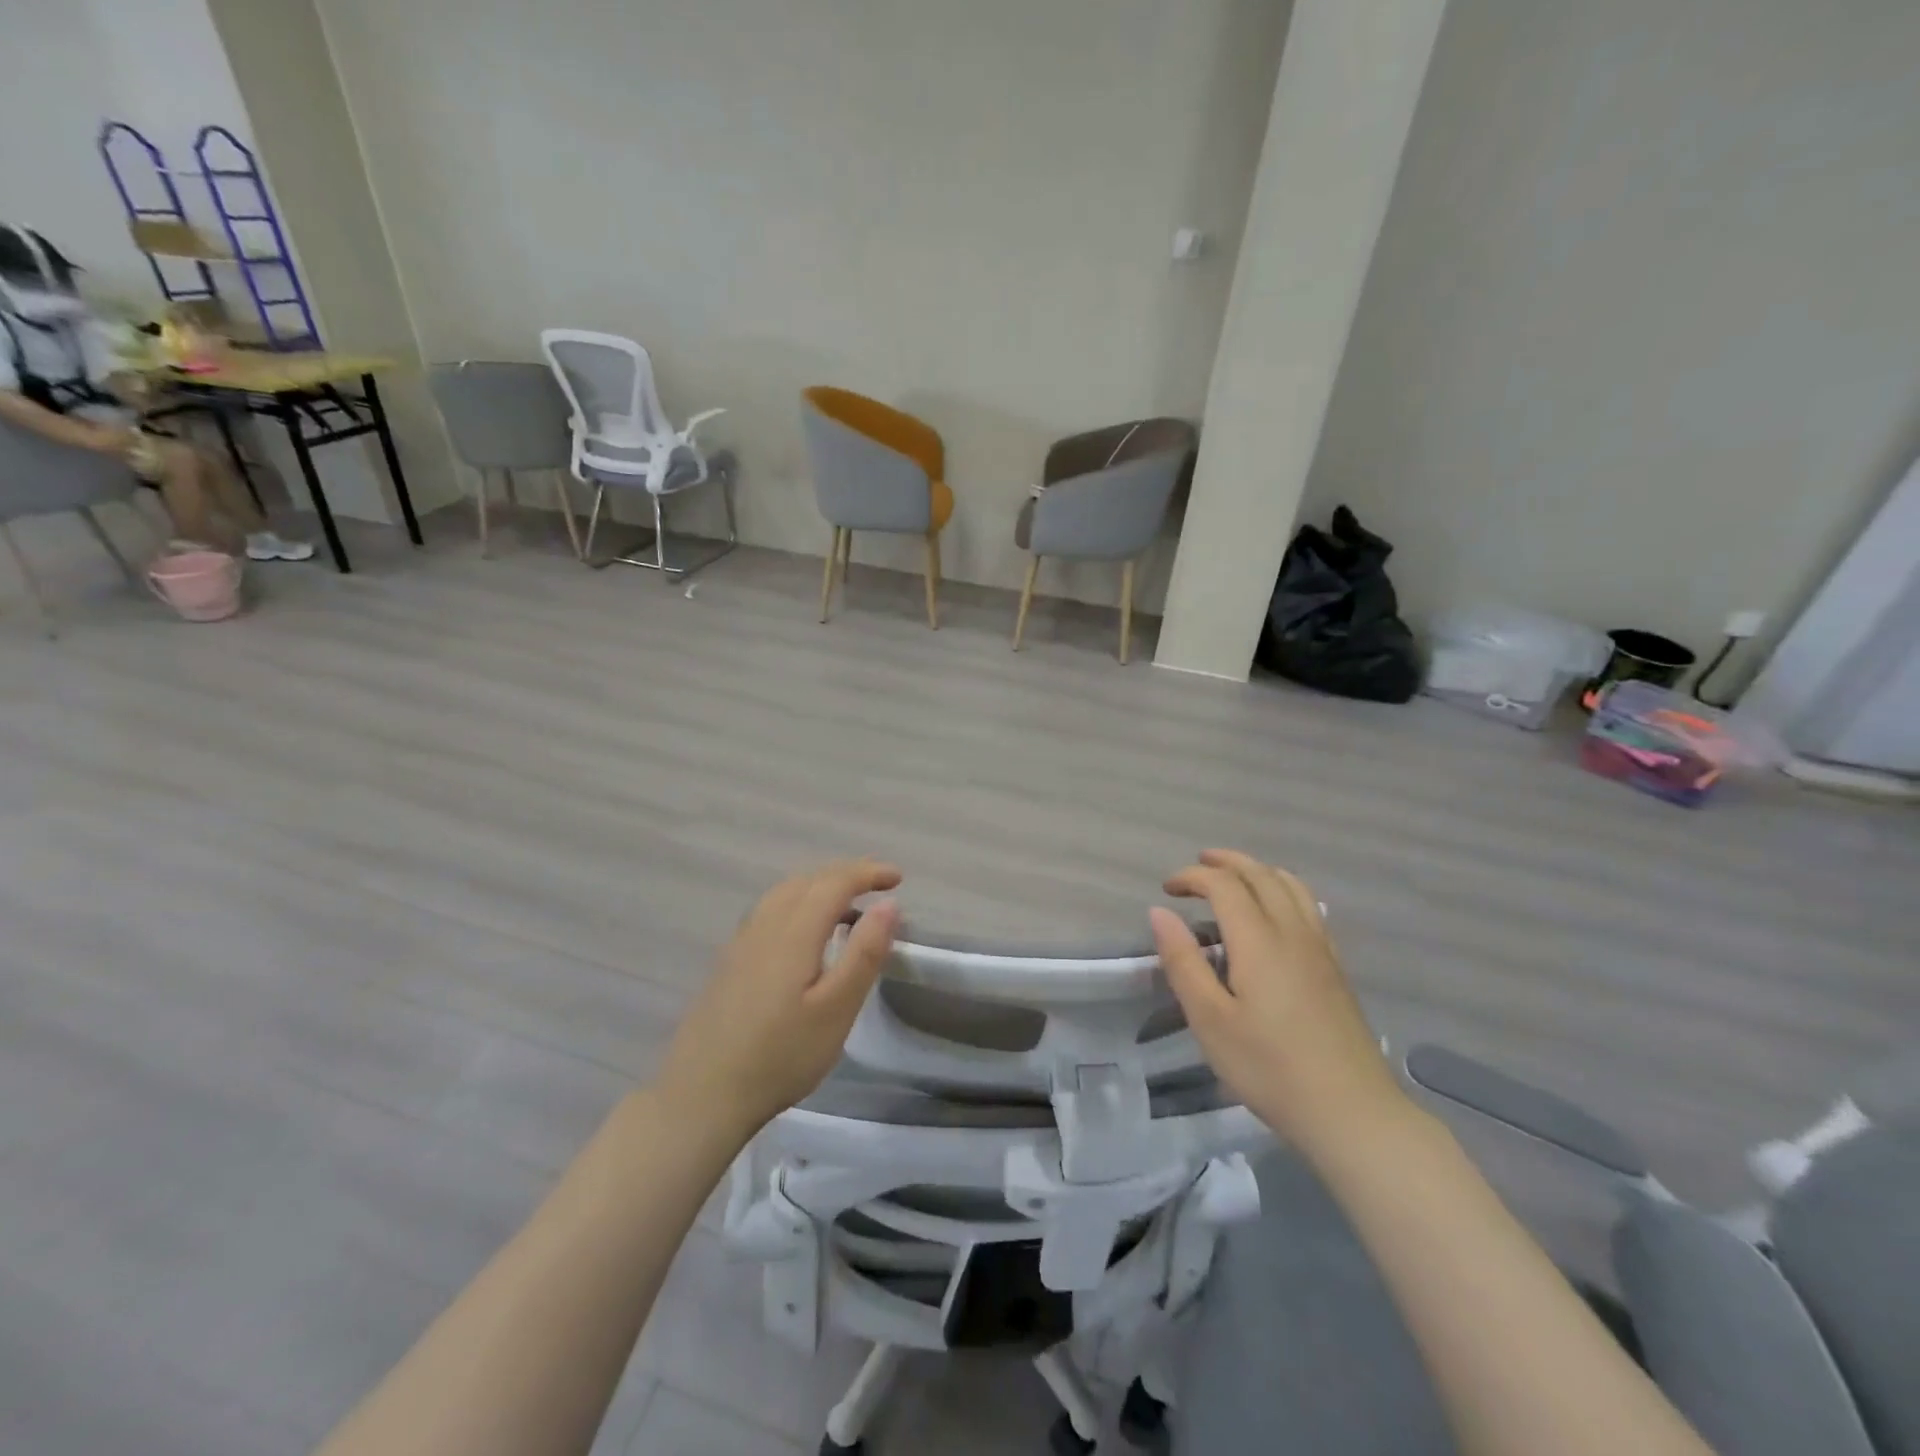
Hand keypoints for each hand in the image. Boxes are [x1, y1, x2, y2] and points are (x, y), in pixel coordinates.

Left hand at [657, 858, 901, 1139]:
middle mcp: (765, 925)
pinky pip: (770, 910)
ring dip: (820, 886)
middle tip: (879, 884)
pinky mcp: (729, 961)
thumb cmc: (780, 1056)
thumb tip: (888, 904)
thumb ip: (864, 954)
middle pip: (808, 880)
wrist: (702, 1095)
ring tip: (848, 906)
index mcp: (793, 932)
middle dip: (846, 874)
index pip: (834, 883)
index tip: (898, 878)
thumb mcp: (836, 1010)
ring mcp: (741, 942)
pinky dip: (798, 902)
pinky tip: (805, 933)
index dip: (868, 873)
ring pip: (785, 893)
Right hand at [1151, 849, 1407, 1154]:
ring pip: (1291, 885)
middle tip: (1196, 867)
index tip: (1167, 890)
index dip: (1192, 877)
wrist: (1351, 1113)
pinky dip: (1283, 890)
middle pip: (1261, 874)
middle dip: (1225, 863)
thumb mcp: (1210, 1020)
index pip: (1224, 885)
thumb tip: (1159, 913)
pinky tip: (1274, 914)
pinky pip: (1309, 906)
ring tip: (1234, 878)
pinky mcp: (1335, 968)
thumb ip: (1183, 962)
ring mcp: (1320, 948)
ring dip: (1258, 871)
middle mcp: (1292, 932)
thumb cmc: (1269, 1068)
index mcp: (1258, 941)